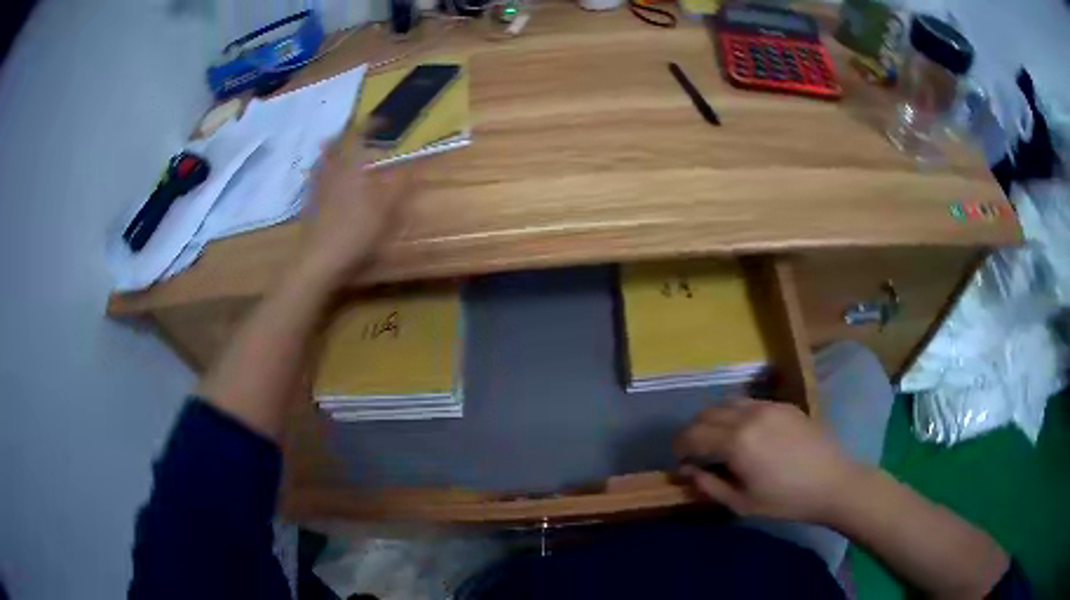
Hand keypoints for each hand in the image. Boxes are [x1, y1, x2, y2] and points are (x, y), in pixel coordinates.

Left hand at [298, 131, 418, 287]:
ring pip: (324, 159)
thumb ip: (402, 184)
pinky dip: (323, 170)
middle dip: (349, 134)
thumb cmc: (356, 233)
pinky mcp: (308, 203)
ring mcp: (316, 186)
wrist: (318, 261)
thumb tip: (420, 162)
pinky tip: (328, 180)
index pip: (359, 134)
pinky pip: (315, 177)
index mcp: (351, 166)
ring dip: (334, 150)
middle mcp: (331, 170)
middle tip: (360, 133)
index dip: (372, 124)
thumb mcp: (387, 210)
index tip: (384, 121)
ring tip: (343, 151)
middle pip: (336, 143)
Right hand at [674, 399, 864, 523]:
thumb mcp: (741, 502)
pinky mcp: (785, 405)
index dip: (680, 445)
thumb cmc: (785, 500)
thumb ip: (709, 485)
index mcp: (736, 441)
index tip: (679, 459)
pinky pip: (750, 402)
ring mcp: (769, 406)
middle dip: (694, 430)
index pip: (694, 434)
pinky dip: (737, 414)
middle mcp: (749, 415)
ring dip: (715, 418)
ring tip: (719, 439)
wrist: (832, 482)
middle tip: (695, 450)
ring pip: (729, 403)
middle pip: (708, 413)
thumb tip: (686, 471)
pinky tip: (746, 433)